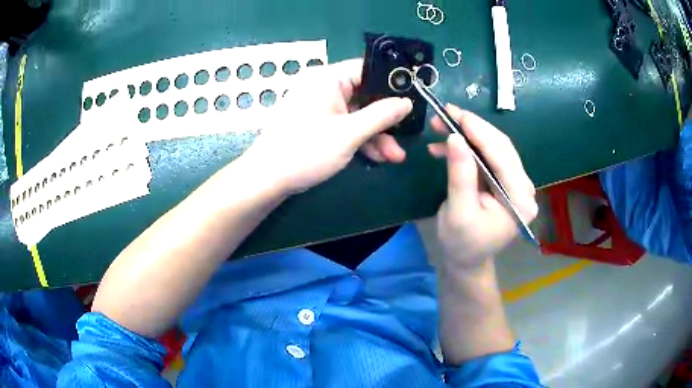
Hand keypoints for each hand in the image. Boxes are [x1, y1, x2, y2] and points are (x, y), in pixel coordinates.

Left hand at [240, 59, 412, 193]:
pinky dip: (360, 139)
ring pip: (357, 114)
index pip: (367, 69)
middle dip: (386, 119)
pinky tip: (376, 157)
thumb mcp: (349, 134)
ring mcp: (319, 106)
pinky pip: (345, 125)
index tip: (412, 99)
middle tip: (406, 136)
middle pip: (364, 95)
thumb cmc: (306, 151)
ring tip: (395, 157)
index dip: (391, 83)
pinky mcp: (317, 123)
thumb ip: (381, 116)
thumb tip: (407, 103)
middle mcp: (324, 87)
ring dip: (376, 134)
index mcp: (328, 78)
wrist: (267, 179)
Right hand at [428, 105, 537, 271]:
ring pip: (494, 148)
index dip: (479, 132)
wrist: (466, 261)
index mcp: (519, 200)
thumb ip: (460, 174)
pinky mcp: (505, 183)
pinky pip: (488, 158)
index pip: (502, 157)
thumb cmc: (462, 244)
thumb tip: (455, 137)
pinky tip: (447, 146)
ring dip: (469, 135)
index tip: (455, 113)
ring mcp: (516, 184)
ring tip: (440, 126)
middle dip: (473, 128)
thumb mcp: (458, 212)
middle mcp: (524, 189)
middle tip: (446, 113)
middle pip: (501, 147)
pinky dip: (469, 149)